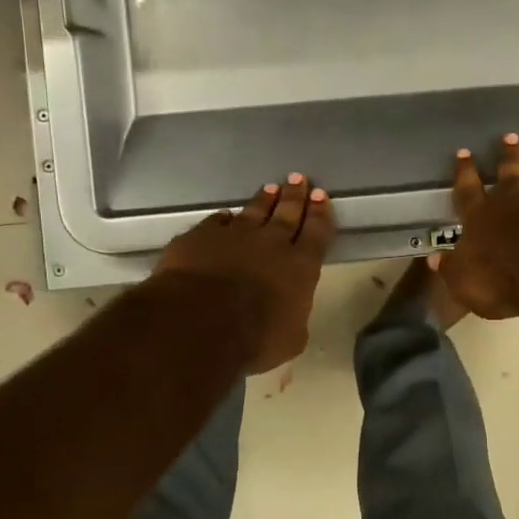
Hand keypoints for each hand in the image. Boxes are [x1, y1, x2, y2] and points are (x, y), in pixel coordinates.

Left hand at [154, 174, 332, 372]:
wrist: (198, 322)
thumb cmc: (254, 338)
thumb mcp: (290, 339)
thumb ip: (294, 319)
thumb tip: (290, 315)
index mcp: (300, 266)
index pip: (316, 233)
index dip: (320, 214)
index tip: (321, 196)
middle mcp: (271, 243)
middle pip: (287, 214)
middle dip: (295, 196)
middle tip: (299, 179)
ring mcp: (234, 236)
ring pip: (253, 211)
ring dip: (264, 200)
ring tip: (271, 188)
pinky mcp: (200, 237)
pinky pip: (216, 222)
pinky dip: (223, 219)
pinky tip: (225, 215)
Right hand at [439, 135, 518, 319]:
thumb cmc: (500, 280)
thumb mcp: (463, 282)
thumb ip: (451, 268)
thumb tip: (434, 260)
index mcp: (481, 217)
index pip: (468, 190)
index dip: (464, 172)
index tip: (463, 152)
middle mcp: (515, 204)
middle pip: (510, 175)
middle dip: (508, 156)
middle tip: (510, 136)